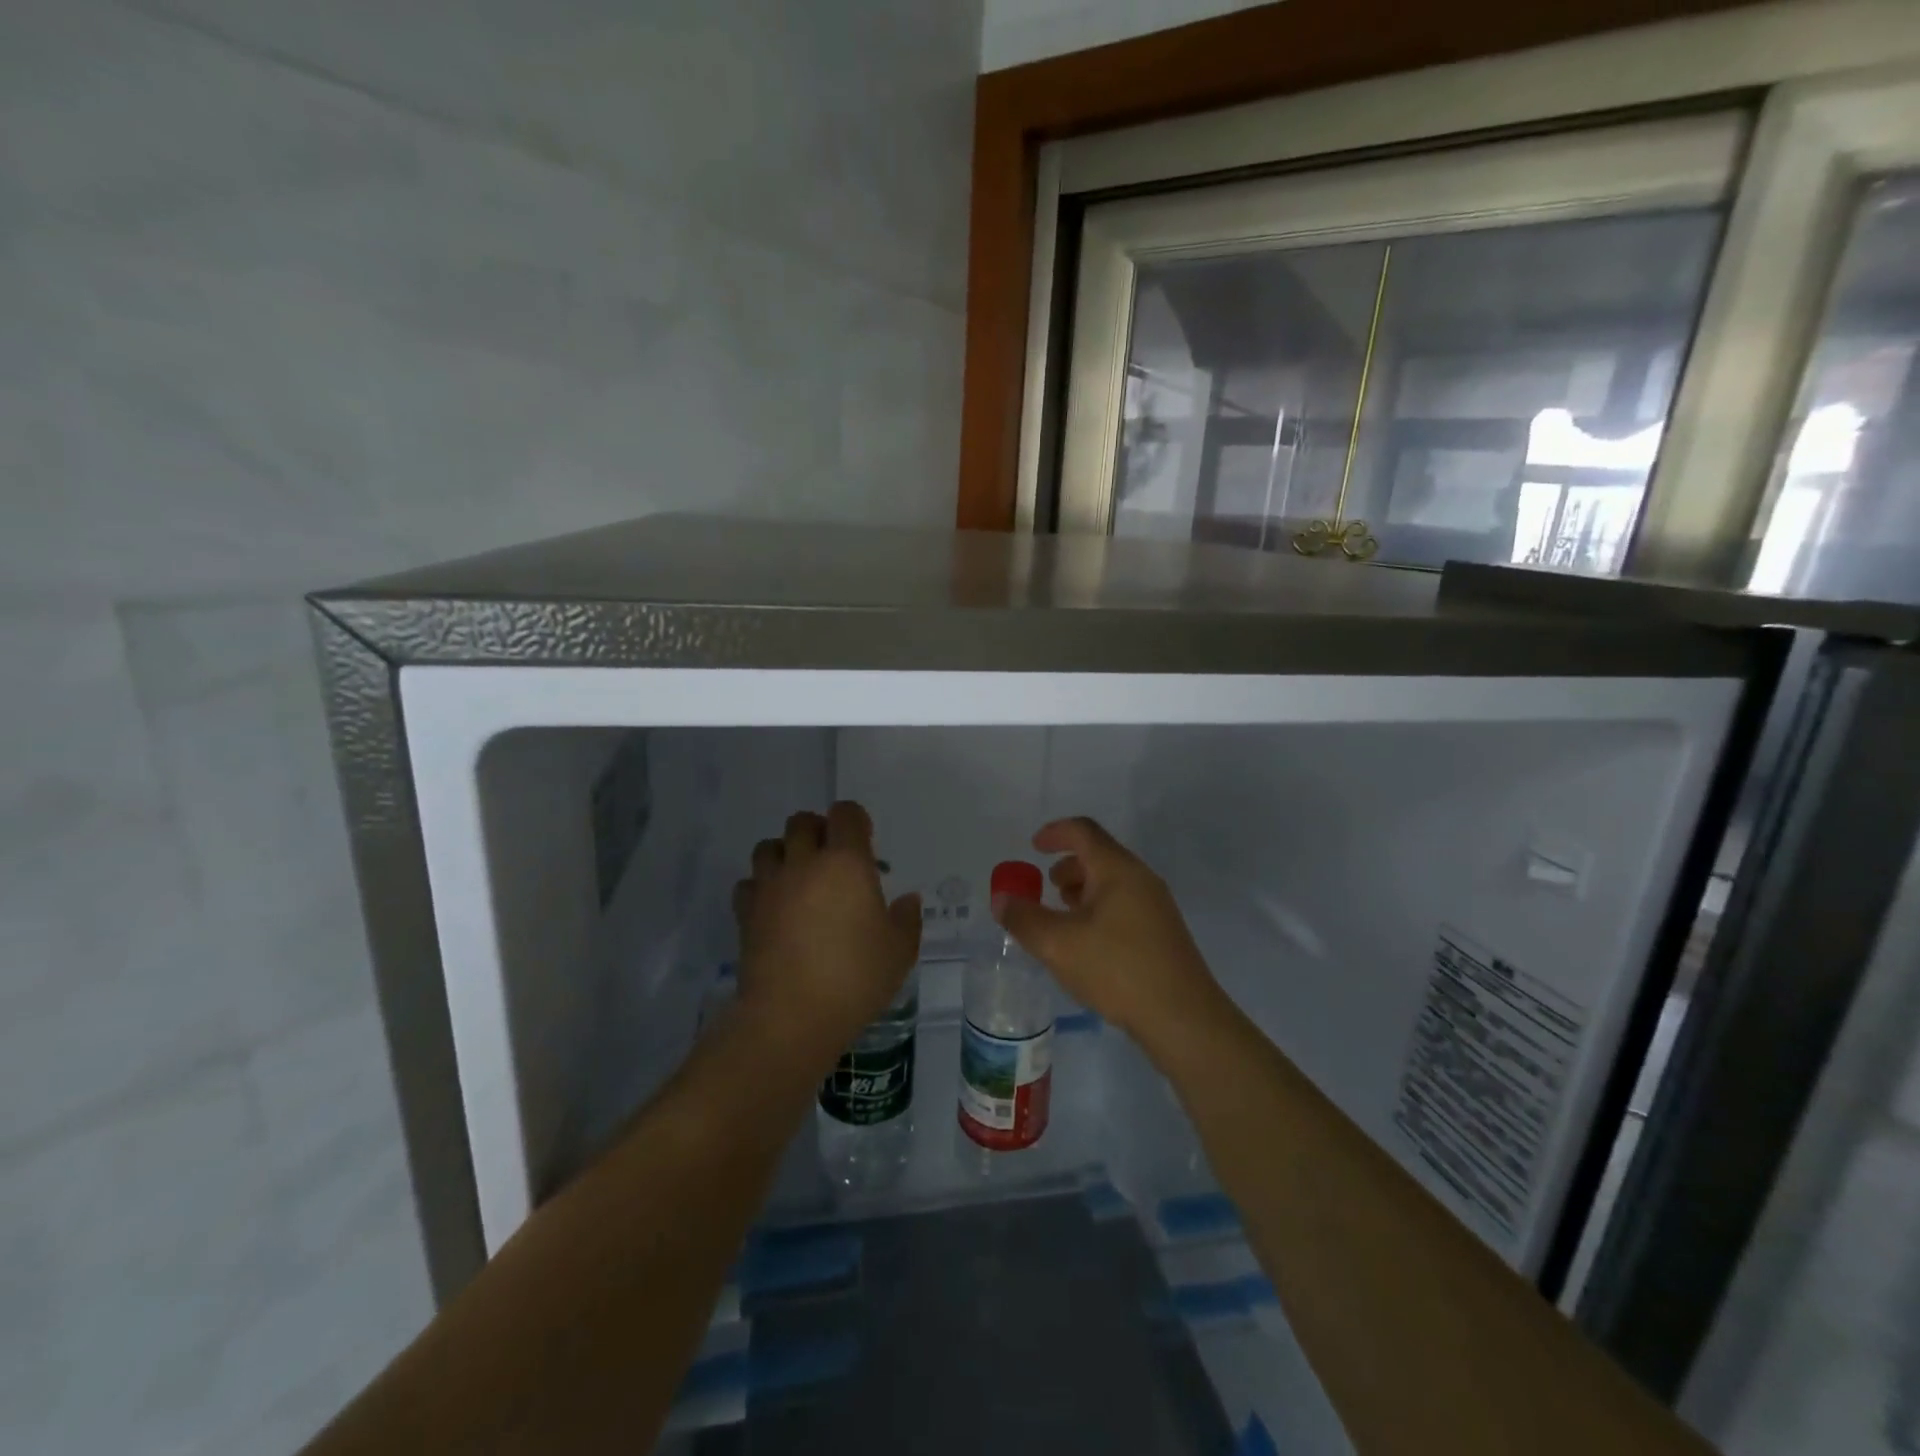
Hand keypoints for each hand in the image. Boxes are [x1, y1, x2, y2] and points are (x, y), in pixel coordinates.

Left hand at [732, 802, 920, 1061]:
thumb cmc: (855, 978)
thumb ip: (906, 920)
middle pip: (802, 821)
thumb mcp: (899, 952)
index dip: (855, 820)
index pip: (846, 814)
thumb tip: (907, 900)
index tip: (864, 841)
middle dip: (817, 830)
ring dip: (784, 853)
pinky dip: (760, 887)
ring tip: (798, 877)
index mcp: (847, 862)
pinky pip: (748, 883)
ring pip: (768, 846)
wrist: (791, 1015)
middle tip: (831, 857)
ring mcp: (770, 886)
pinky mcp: (745, 912)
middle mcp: (805, 863)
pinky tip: (774, 906)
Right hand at [993, 817, 1226, 1056]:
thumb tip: (1002, 899)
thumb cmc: (1117, 969)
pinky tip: (1087, 945)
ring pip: (1112, 883)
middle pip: (1099, 856)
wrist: (1183, 1018)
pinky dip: (1098, 910)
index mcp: (1117, 869)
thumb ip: (1024, 918)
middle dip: (1067, 867)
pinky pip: (1123, 906)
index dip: (1054, 833)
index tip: (1033, 846)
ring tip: (1062, 919)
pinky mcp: (1162, 934)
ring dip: (1082, 891)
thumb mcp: (1058, 944)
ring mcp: (1156, 906)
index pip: (1083, 831)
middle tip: (1045, 888)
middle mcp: (1141, 879)